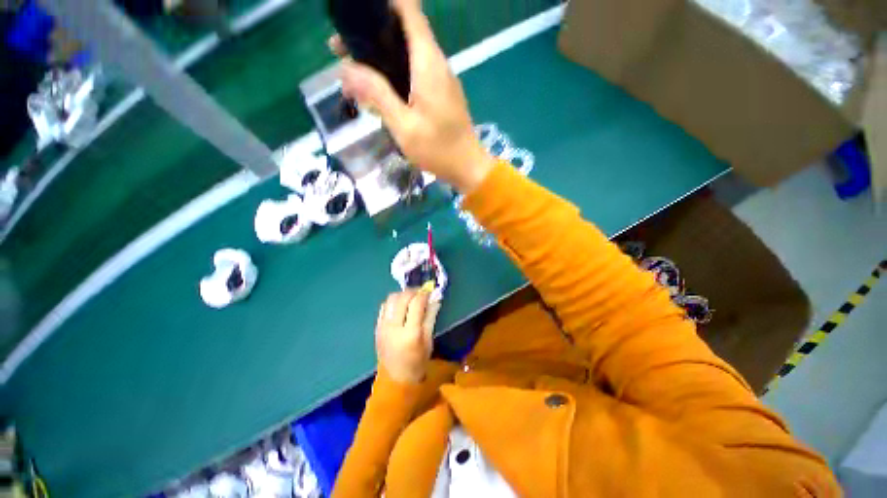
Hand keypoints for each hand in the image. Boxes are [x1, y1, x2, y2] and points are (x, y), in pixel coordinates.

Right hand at [330, 0, 495, 192]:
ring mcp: (440, 79)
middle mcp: (436, 63)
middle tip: (340, 50)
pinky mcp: (440, 94)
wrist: (467, 167)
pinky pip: (414, 73)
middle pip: (402, 32)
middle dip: (370, 35)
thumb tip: (346, 69)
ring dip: (379, 58)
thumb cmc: (438, 150)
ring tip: (351, 72)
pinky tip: (376, 92)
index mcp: (428, 63)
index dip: (383, 4)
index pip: (408, 10)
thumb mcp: (404, 126)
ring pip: (406, 54)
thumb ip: (377, 94)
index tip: (357, 15)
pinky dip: (393, 75)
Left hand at [375, 290, 439, 383]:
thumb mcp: (429, 340)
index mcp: (410, 333)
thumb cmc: (418, 361)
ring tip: (410, 298)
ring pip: (391, 299)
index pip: (416, 303)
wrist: (396, 378)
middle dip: (413, 291)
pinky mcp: (376, 327)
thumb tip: (435, 297)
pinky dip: (393, 302)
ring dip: (402, 294)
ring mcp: (383, 327)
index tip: (429, 292)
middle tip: (421, 293)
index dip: (424, 294)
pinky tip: (400, 306)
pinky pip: (384, 306)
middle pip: (402, 298)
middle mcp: (394, 327)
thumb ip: (431, 316)